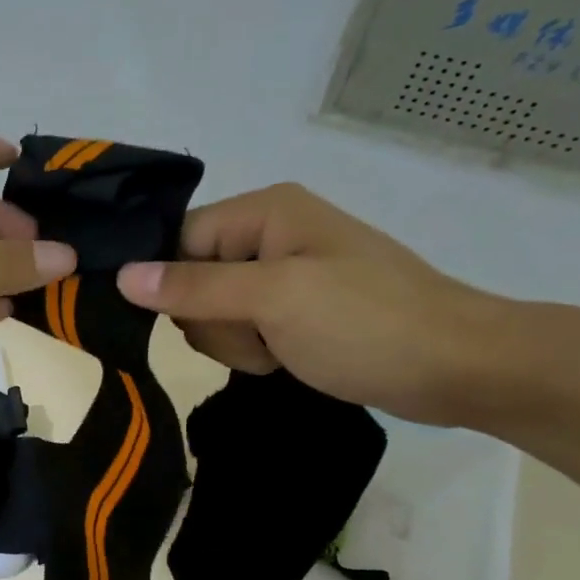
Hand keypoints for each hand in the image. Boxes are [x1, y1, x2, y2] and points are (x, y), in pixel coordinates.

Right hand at [115, 183, 511, 424]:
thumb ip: (194, 287)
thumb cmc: (367, 323)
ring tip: (283, 348)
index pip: (178, 241)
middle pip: (191, 280)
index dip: (175, 283)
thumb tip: (121, 276)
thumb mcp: (274, 300)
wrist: (458, 368)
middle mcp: (268, 234)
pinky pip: (241, 330)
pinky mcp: (293, 311)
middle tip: (263, 332)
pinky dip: (256, 351)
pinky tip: (288, 358)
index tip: (203, 317)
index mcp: (265, 211)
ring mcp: (282, 276)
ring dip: (237, 342)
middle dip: (215, 319)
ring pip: (212, 313)